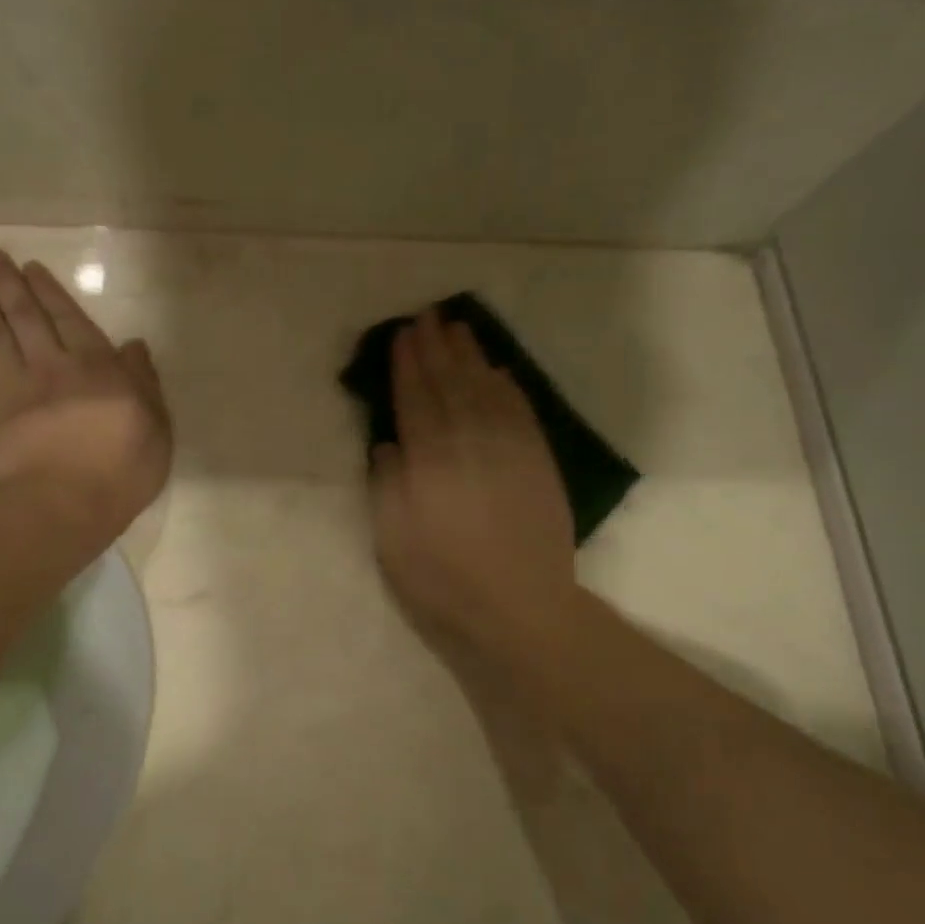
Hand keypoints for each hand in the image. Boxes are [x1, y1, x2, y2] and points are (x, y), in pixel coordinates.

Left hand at [0, 251, 171, 542]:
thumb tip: (133, 345)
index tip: (29, 267)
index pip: (69, 317)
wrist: (62, 504)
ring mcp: (14, 388)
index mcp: (95, 365)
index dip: (48, 290)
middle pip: (25, 317)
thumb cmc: (121, 468)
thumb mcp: (156, 425)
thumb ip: (144, 381)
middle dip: (7, 284)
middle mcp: (51, 365)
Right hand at [371, 312, 578, 675]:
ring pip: (486, 388)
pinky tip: (499, 371)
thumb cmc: (445, 578)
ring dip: (470, 356)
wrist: (522, 606)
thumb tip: (387, 443)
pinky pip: (520, 410)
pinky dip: (507, 386)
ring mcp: (508, 448)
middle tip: (427, 317)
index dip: (406, 364)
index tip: (401, 335)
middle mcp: (469, 441)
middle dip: (436, 348)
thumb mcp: (393, 540)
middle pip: (450, 383)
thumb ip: (387, 484)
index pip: (415, 398)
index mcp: (429, 459)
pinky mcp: (537, 461)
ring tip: (458, 329)